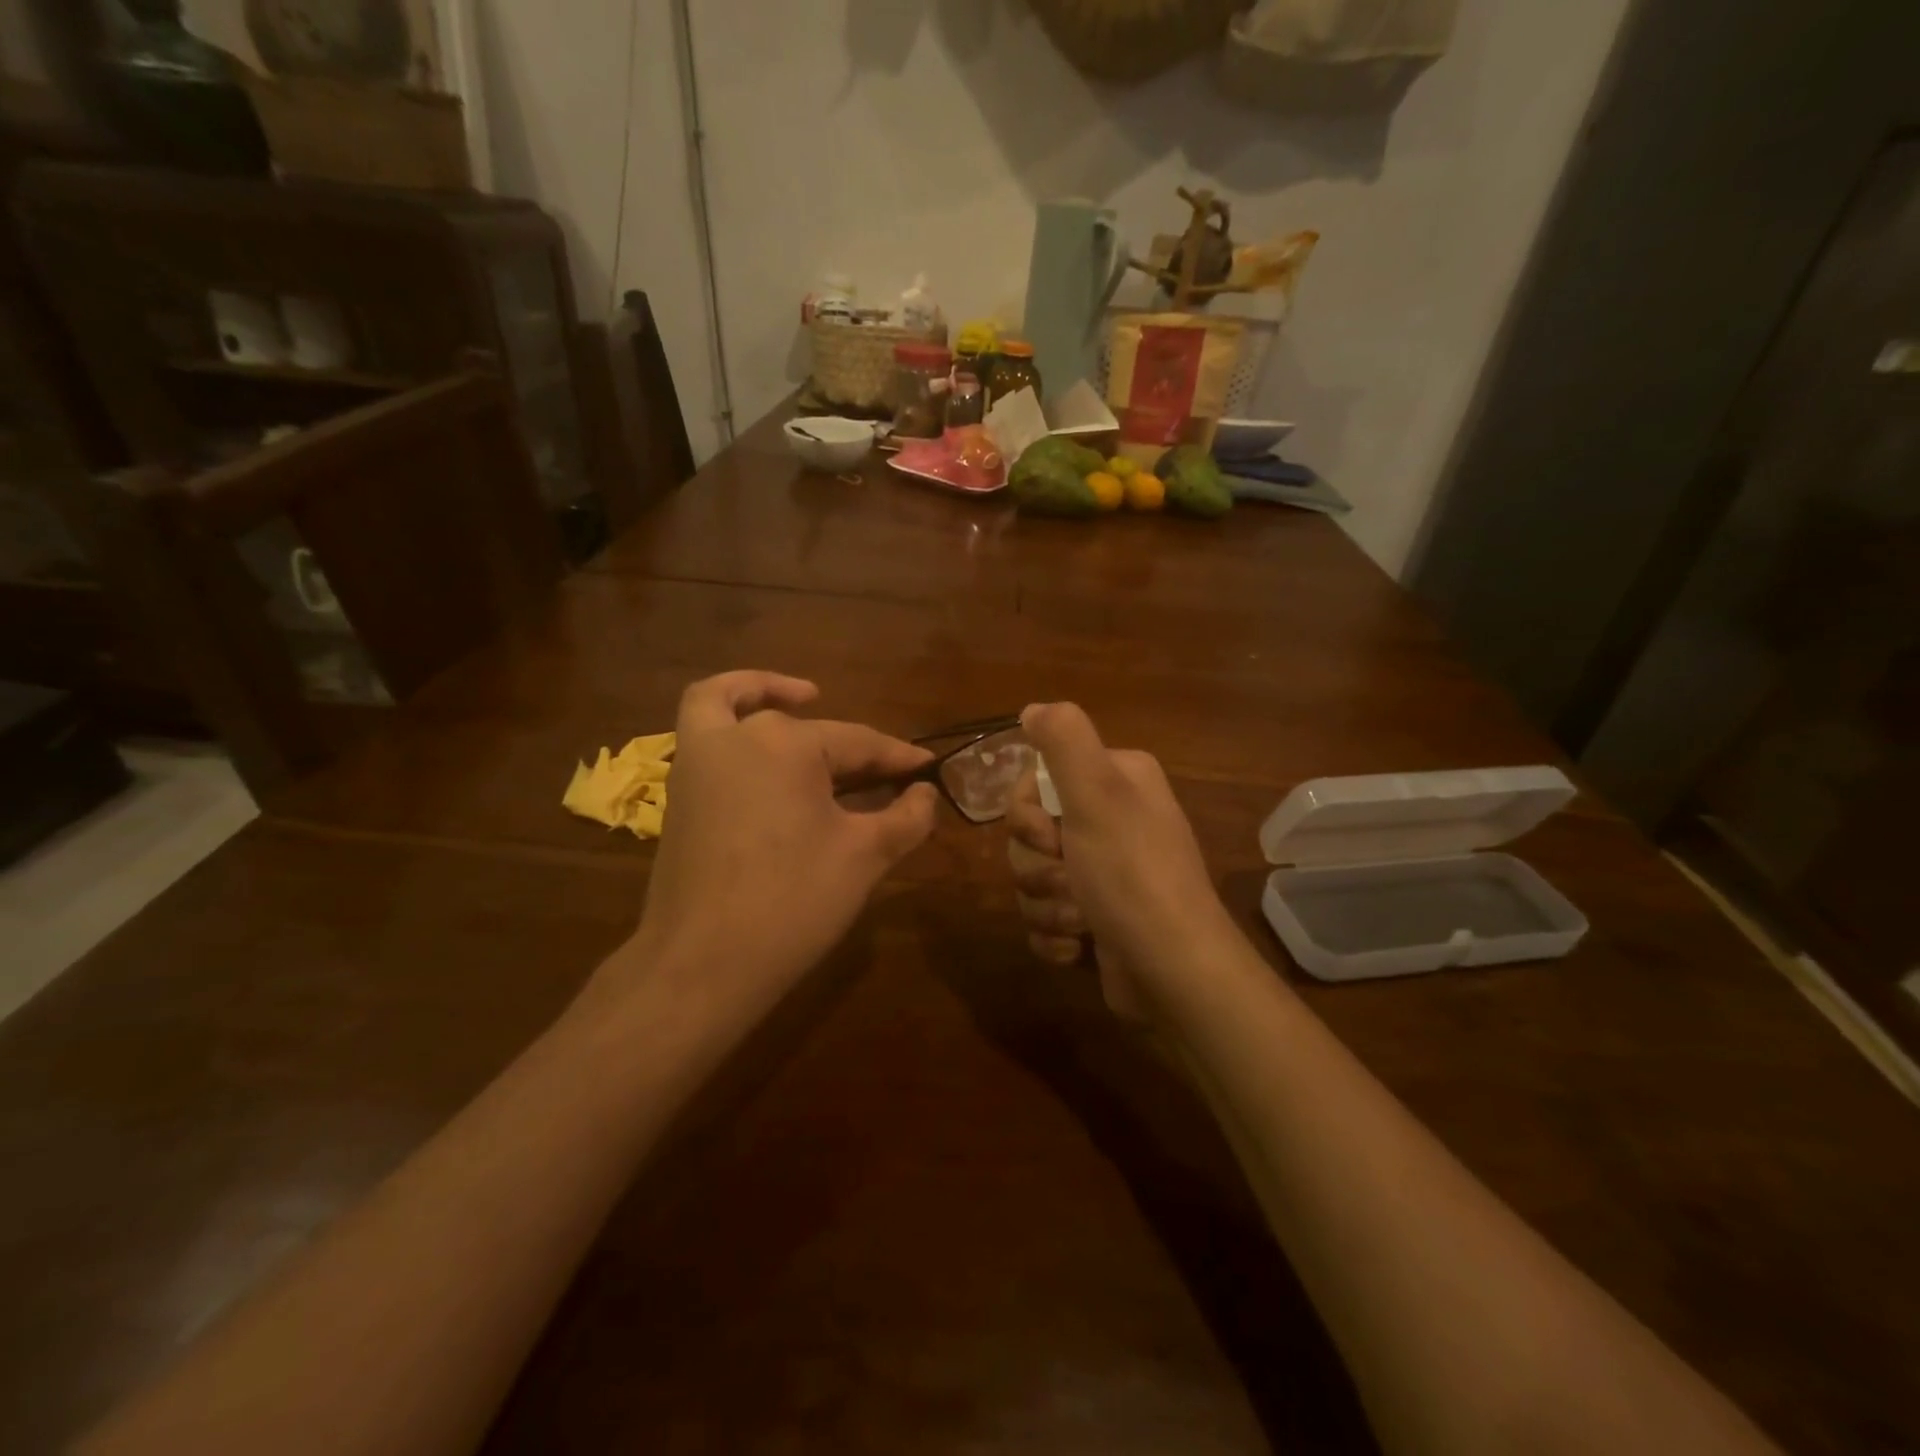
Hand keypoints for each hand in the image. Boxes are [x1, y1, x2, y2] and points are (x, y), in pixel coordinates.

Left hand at [623, 671, 937, 1018]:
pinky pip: (701, 733)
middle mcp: (738, 736)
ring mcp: (698, 761)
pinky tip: (757, 747)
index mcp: (787, 744)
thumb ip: (906, 817)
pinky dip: (726, 717)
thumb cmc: (792, 903)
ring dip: (767, 693)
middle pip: (807, 729)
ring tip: (804, 699)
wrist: (702, 965)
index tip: (929, 768)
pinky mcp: (680, 792)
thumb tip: (926, 794)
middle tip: (886, 775)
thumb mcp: (864, 856)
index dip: (899, 758)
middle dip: (853, 747)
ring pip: (733, 706)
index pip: (859, 743)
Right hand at [1007, 702, 1232, 1016]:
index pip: (1037, 780)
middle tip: (1069, 880)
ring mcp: (1102, 873)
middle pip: (1030, 832)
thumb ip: (1064, 739)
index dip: (1027, 813)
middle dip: (1037, 866)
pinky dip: (1054, 935)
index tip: (1048, 835)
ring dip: (1046, 904)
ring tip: (1081, 921)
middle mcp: (1111, 820)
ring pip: (1032, 877)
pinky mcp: (1095, 918)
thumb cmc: (1132, 876)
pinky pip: (1044, 917)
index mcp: (1116, 781)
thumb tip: (1033, 708)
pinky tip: (1080, 947)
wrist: (1173, 972)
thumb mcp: (1098, 794)